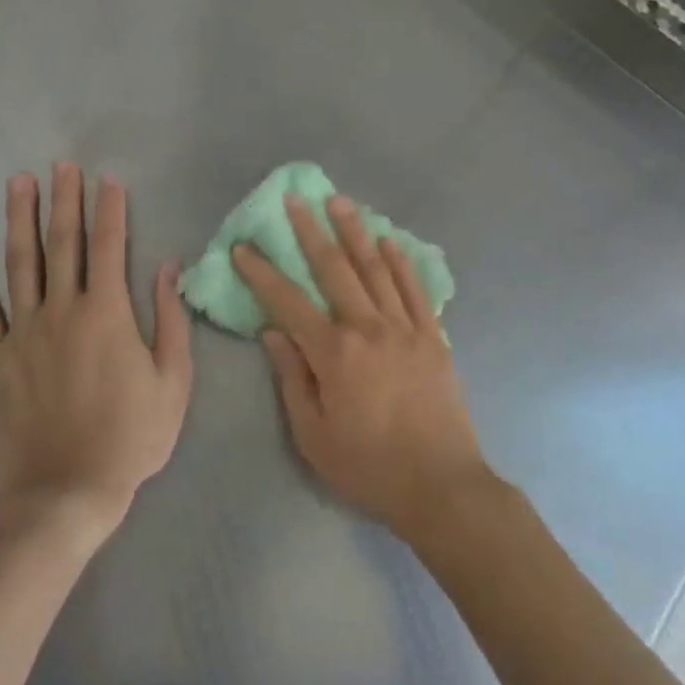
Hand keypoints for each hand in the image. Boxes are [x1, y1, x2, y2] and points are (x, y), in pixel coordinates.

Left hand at [0, 163, 192, 539]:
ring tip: (19, 183)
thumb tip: (168, 268)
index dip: (109, 210)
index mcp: (108, 314)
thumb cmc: (131, 437)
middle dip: (63, 201)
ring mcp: (23, 333)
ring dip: (19, 220)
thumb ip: (172, 321)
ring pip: (20, 264)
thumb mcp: (173, 381)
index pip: (110, 247)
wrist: (66, 491)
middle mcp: (62, 311)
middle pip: (62, 243)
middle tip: (61, 165)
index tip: (108, 179)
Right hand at [234, 194, 489, 541]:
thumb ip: (292, 379)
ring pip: (376, 269)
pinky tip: (389, 241)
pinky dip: (401, 262)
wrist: (441, 486)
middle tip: (295, 199)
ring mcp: (406, 328)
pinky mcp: (434, 337)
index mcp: (335, 353)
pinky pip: (415, 290)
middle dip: (311, 232)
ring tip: (340, 202)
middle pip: (336, 269)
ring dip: (355, 232)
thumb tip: (273, 333)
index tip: (244, 247)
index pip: (289, 303)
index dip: (262, 273)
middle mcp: (370, 328)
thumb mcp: (314, 435)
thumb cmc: (369, 467)